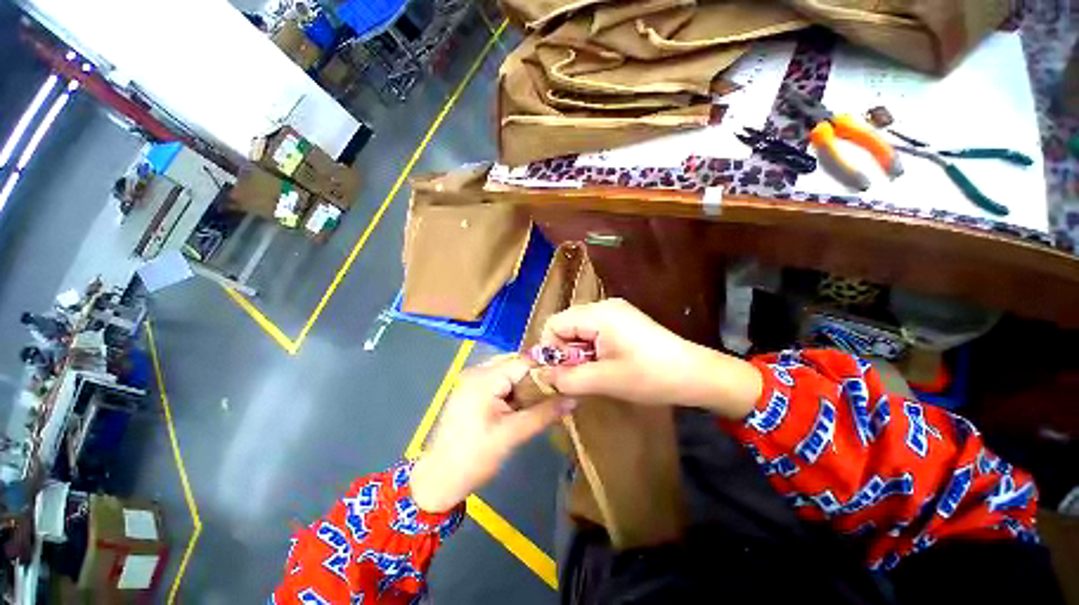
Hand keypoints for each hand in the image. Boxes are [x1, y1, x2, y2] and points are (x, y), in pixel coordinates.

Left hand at [410, 356, 571, 512]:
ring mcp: (472, 380)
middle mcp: (477, 371)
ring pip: (508, 373)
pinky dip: (513, 390)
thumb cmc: (474, 457)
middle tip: (556, 393)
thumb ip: (544, 413)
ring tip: (542, 400)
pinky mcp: (471, 390)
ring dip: (525, 385)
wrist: (439, 479)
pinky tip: (522, 405)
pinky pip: (499, 381)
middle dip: (536, 378)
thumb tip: (573, 399)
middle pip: (515, 364)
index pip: (523, 362)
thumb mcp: (512, 435)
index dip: (546, 370)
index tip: (566, 381)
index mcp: (484, 378)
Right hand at [541, 299, 761, 417]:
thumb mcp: (604, 380)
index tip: (564, 372)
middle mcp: (604, 305)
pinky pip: (594, 330)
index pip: (554, 324)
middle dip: (566, 351)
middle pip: (566, 324)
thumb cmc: (650, 376)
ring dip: (579, 352)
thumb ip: (567, 379)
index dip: (551, 349)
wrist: (696, 374)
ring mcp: (615, 311)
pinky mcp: (623, 320)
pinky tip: (605, 363)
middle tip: (581, 374)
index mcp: (598, 314)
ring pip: (579, 329)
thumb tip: (543, 376)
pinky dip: (591, 348)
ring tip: (596, 371)